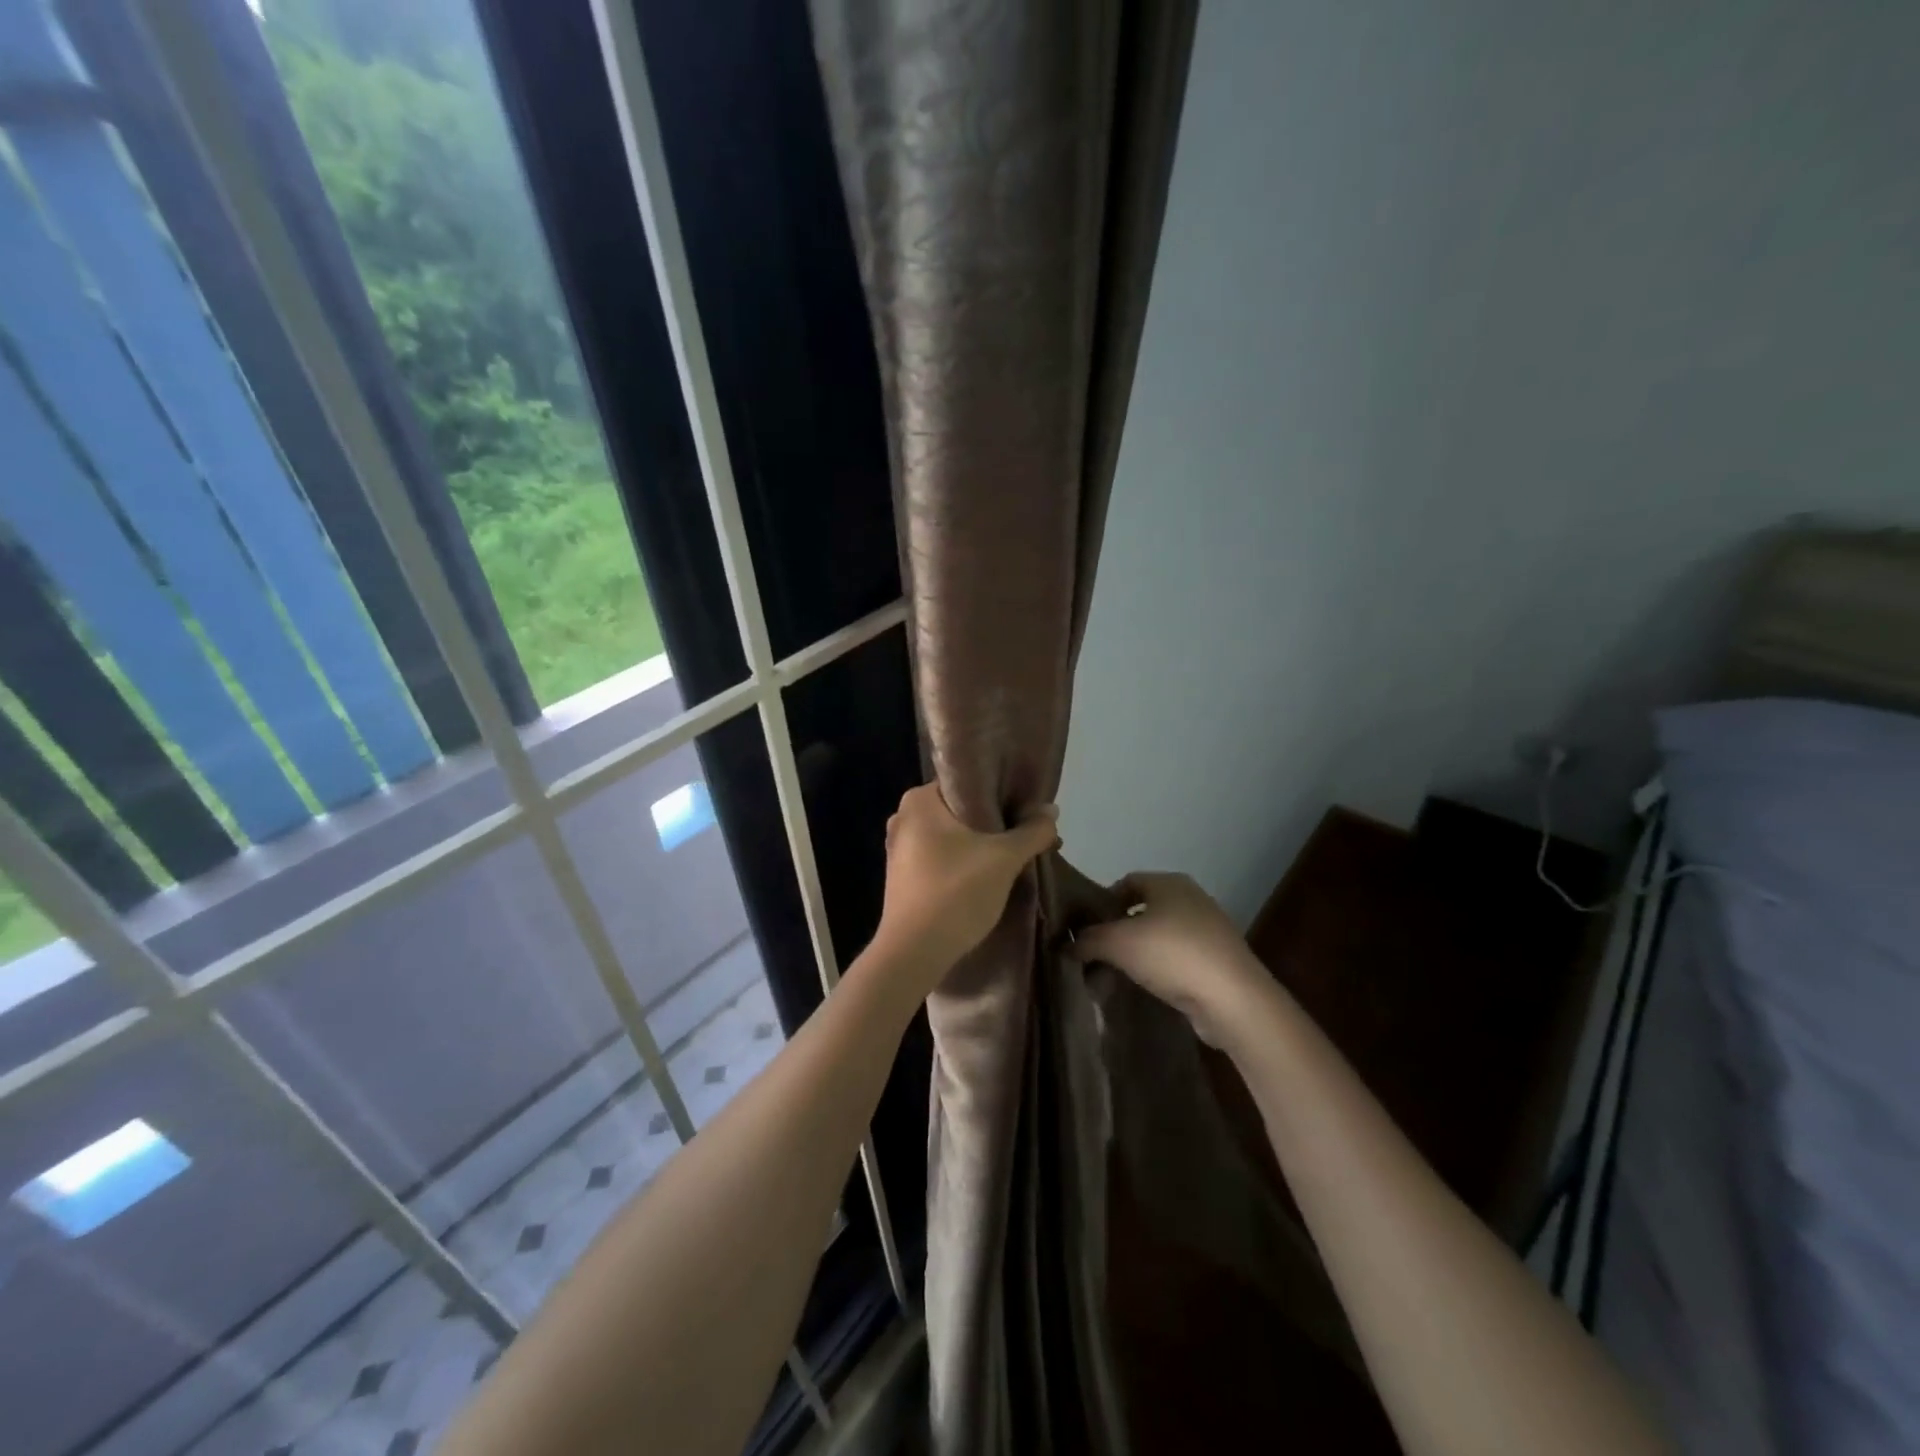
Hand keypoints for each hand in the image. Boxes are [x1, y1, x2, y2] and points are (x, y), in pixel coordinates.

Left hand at [876, 784, 1060, 986]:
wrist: (913, 953)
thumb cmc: (956, 893)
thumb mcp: (1004, 859)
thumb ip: (1031, 832)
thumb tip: (1051, 810)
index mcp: (919, 800)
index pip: (968, 782)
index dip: (1001, 793)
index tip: (1027, 809)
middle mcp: (904, 817)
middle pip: (961, 811)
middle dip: (995, 823)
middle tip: (1027, 834)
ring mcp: (899, 849)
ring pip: (952, 837)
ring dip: (982, 845)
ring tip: (1015, 856)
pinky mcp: (902, 877)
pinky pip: (941, 859)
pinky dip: (964, 863)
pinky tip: (988, 878)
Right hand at [1075, 872, 1272, 1046]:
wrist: (1233, 999)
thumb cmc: (1172, 955)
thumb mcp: (1117, 943)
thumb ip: (1087, 940)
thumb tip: (1066, 944)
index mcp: (1169, 883)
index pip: (1126, 882)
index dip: (1101, 902)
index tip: (1084, 928)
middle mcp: (1190, 898)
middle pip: (1141, 910)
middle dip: (1115, 932)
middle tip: (1094, 955)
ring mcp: (1207, 930)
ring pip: (1158, 936)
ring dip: (1134, 954)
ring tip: (1114, 977)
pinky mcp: (1217, 960)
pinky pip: (1176, 958)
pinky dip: (1157, 969)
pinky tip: (1145, 988)